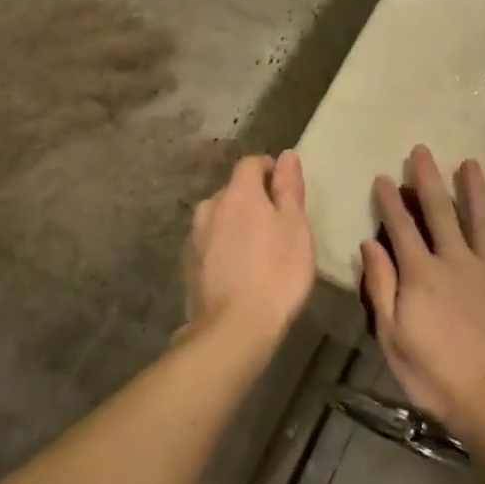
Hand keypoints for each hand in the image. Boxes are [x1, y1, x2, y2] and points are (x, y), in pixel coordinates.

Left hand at [183, 152, 314, 346]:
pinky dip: (223, 246)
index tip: (287, 190)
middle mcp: (211, 208)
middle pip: (233, 191)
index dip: (270, 170)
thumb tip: (286, 155)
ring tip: (257, 247)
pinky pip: (210, 243)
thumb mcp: (296, 227)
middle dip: (254, 199)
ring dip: (235, 223)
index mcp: (239, 194)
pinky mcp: (188, 265)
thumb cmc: (277, 272)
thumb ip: (289, 188)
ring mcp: (195, 237)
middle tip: (277, 223)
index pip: (251, 163)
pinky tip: (238, 269)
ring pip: (218, 217)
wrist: (235, 327)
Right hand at [361, 147, 484, 440]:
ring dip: (473, 187)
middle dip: (428, 179)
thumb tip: (370, 245)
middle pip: (439, 211)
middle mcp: (454, 260)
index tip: (384, 177)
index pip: (401, 227)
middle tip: (422, 151)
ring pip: (479, 217)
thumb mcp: (392, 336)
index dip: (391, 201)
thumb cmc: (434, 373)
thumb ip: (381, 287)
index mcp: (420, 274)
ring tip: (469, 162)